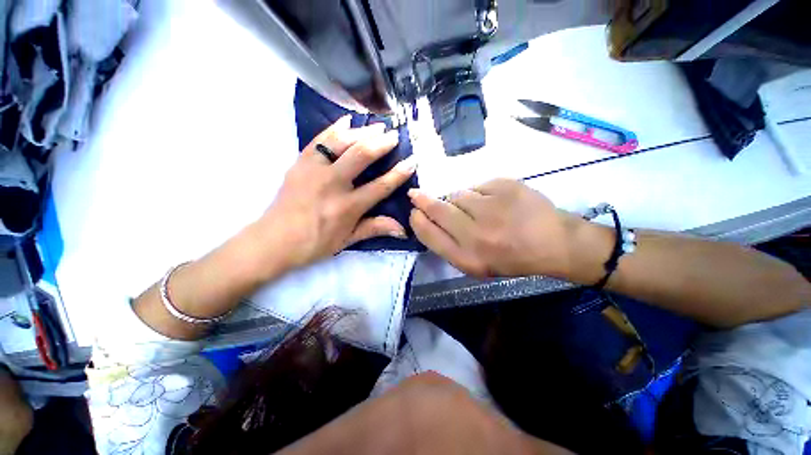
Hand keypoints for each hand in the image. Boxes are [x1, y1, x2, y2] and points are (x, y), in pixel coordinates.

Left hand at [255, 116, 416, 270]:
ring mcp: (314, 170)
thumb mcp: (348, 240)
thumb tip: (403, 230)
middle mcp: (333, 184)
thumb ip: (375, 229)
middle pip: (362, 155)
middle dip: (381, 143)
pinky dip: (335, 128)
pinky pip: (319, 140)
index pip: (380, 186)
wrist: (273, 241)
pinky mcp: (300, 162)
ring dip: (362, 132)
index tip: (411, 161)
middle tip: (394, 135)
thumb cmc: (314, 244)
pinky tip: (347, 121)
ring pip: (342, 142)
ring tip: (377, 126)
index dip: (398, 173)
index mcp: (347, 207)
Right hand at [409, 179, 590, 278]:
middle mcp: (476, 235)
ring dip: (459, 200)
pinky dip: (480, 193)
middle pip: (438, 209)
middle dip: (423, 201)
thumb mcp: (477, 265)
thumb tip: (428, 219)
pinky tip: (495, 202)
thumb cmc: (513, 258)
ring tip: (478, 208)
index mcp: (468, 259)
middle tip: (417, 195)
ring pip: (457, 194)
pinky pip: (477, 186)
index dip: (417, 221)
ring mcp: (491, 208)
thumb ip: (450, 245)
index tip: (414, 212)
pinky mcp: (505, 187)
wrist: (554, 243)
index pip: (428, 234)